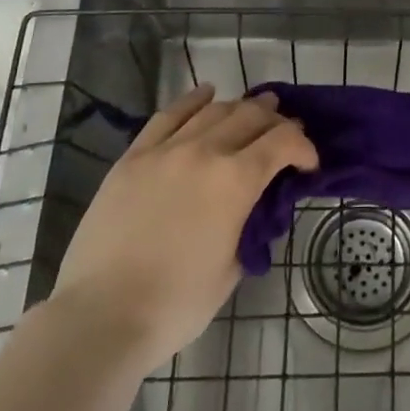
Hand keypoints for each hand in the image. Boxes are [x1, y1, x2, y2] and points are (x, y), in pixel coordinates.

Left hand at [51, 85, 316, 376]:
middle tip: (284, 134)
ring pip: (214, 110)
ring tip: (254, 110)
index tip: (308, 165)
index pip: (284, 141)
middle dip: (276, 121)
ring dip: (241, 107)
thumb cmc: (176, 303)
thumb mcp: (234, 267)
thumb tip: (254, 206)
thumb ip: (250, 225)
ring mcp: (166, 150)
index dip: (304, 147)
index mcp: (236, 180)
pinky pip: (168, 115)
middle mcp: (205, 152)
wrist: (101, 316)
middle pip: (251, 116)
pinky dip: (193, 100)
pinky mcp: (134, 157)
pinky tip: (206, 94)